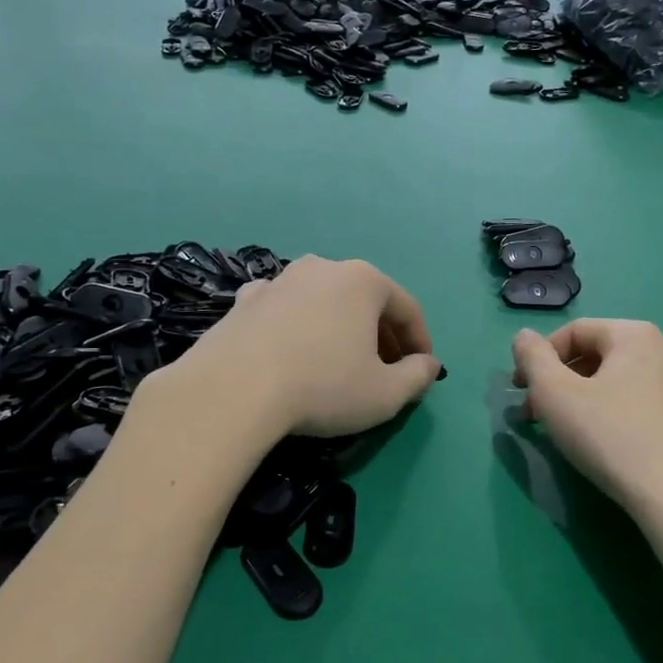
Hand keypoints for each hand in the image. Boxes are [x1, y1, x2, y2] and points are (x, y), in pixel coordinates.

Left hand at [165, 256, 441, 439]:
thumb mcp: (386, 394)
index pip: (407, 308)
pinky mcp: (244, 301)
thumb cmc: (323, 387)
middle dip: (380, 334)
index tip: (422, 370)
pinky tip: (292, 353)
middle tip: (385, 370)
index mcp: (363, 280)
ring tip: (339, 363)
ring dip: (339, 328)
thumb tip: (429, 365)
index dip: (420, 341)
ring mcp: (279, 280)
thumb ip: (418, 377)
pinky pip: (284, 310)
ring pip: (323, 302)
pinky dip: (297, 327)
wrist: (233, 390)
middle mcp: (322, 267)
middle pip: (365, 300)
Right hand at [511, 320, 662, 520]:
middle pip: (607, 358)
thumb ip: (533, 357)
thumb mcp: (555, 395)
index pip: (576, 332)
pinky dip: (642, 421)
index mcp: (636, 336)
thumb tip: (525, 337)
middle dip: (571, 382)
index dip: (541, 359)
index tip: (524, 392)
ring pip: (638, 385)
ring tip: (589, 436)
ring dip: (606, 400)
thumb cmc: (611, 439)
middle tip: (547, 416)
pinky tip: (633, 450)